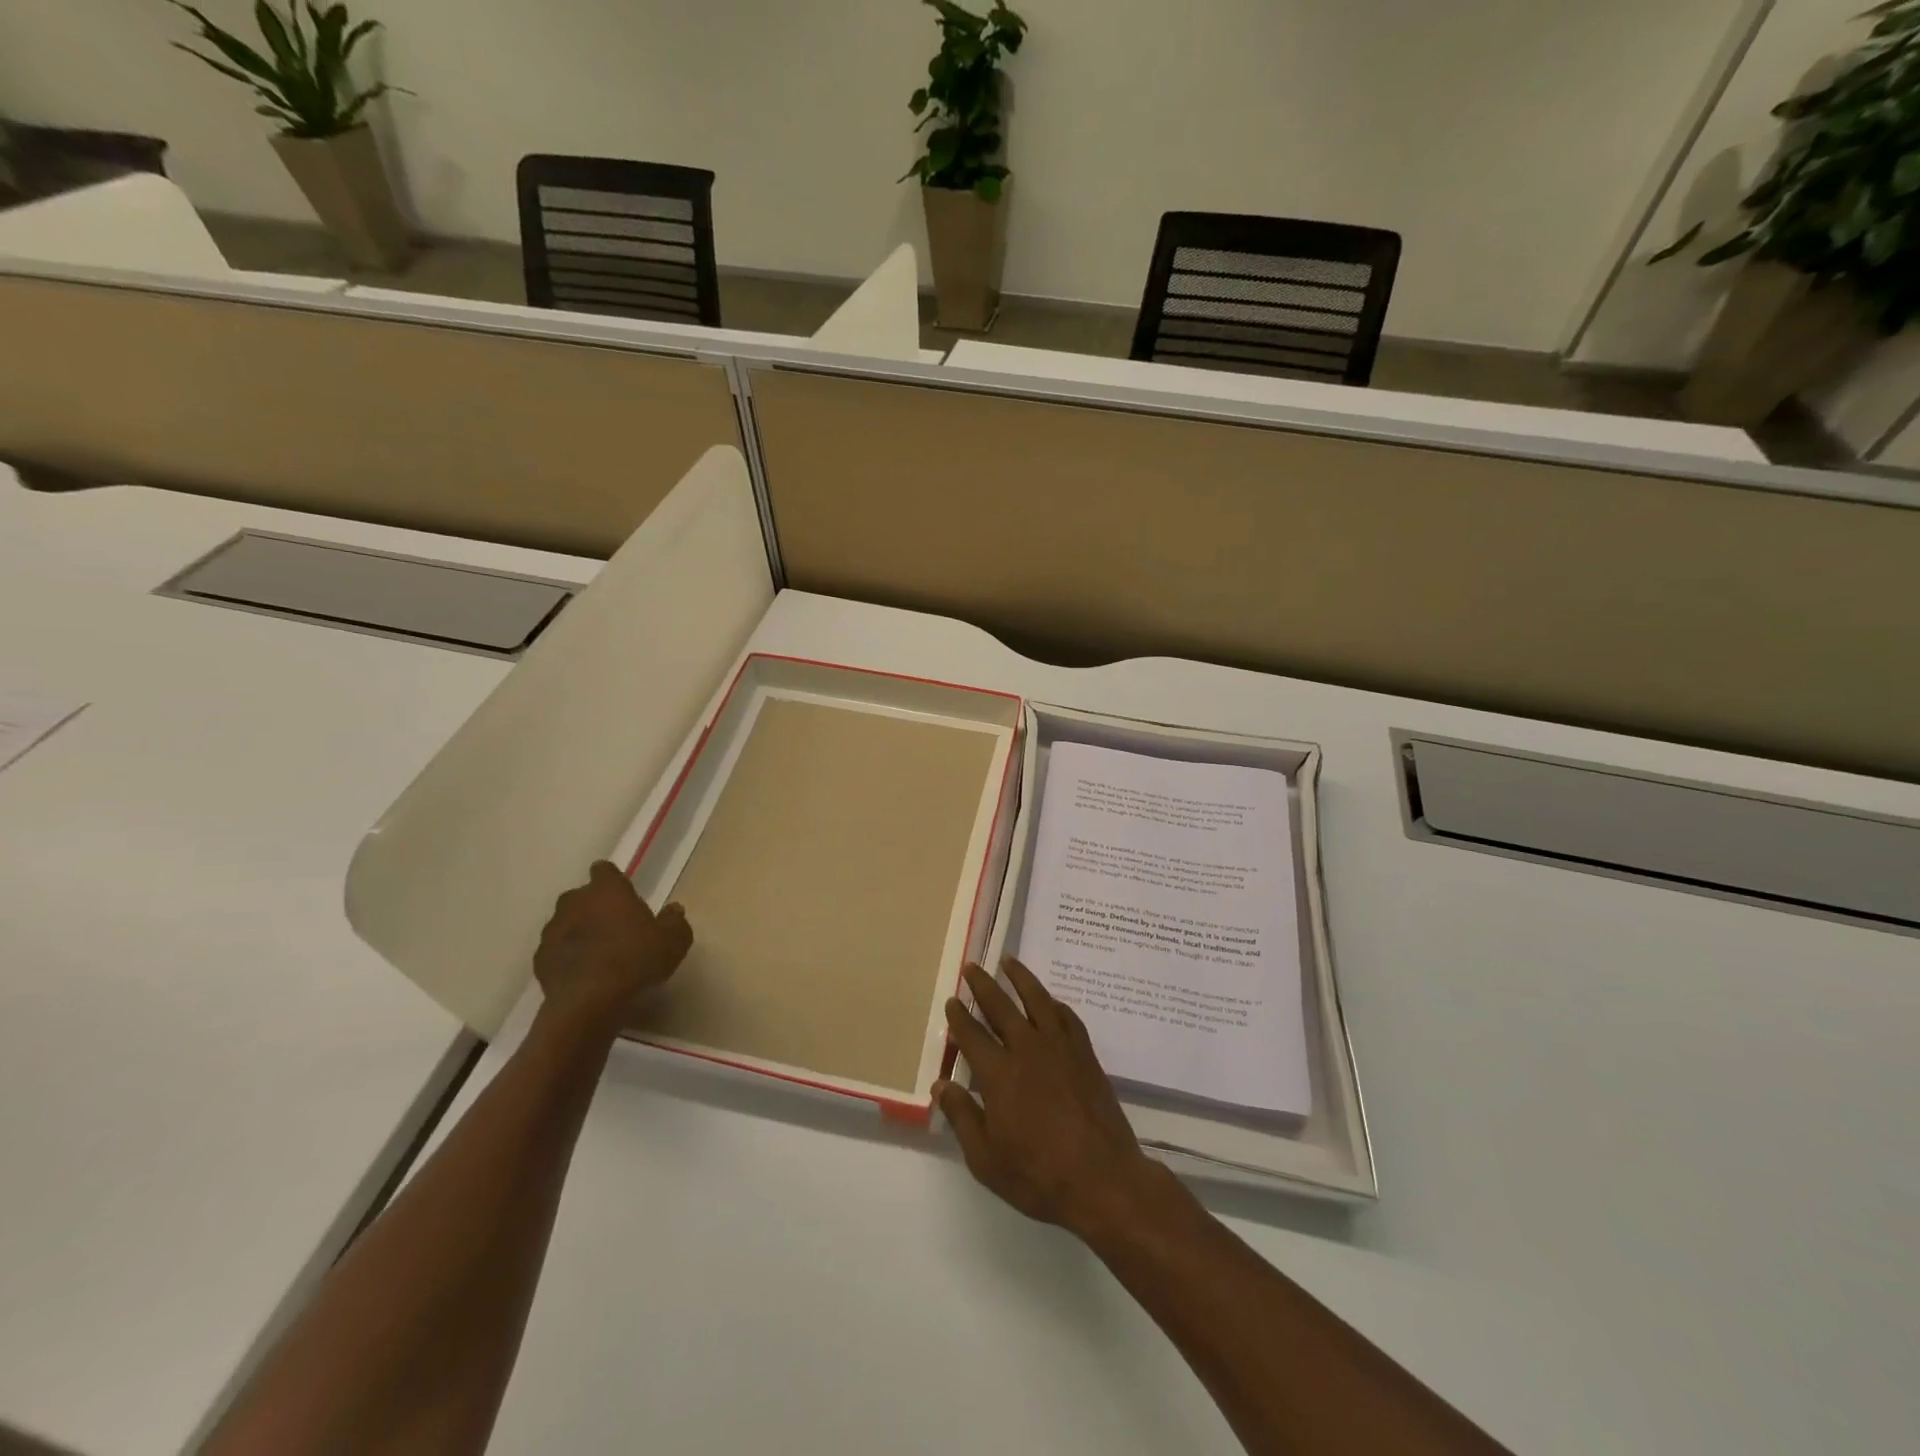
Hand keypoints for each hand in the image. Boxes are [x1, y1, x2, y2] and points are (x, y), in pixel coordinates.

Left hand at [533, 862, 692, 1033]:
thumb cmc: (636, 960)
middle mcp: (575, 902)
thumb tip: (673, 909)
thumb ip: (675, 921)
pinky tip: (582, 974)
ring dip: (578, 932)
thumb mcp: (673, 941)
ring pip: (565, 923)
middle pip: (582, 896)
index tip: (623, 894)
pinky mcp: (539, 959)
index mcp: (607, 890)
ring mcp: (553, 930)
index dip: (613, 880)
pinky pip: (555, 951)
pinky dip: (566, 957)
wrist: (589, 1001)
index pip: (604, 870)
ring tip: (597, 953)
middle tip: (614, 926)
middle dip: (594, 907)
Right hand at [937, 958, 1163, 1240]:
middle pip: (1001, 1006)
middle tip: (972, 967)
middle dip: (983, 985)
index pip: (972, 1035)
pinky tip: (1049, 1001)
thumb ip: (962, 1117)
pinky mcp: (1085, 1054)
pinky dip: (1054, 1004)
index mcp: (999, 1074)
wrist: (1103, 1180)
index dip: (959, 1016)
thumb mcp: (986, 1160)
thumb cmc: (1038, 1176)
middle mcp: (1027, 1049)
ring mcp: (1060, 1048)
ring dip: (1020, 978)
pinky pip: (1067, 1017)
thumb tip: (942, 1085)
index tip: (952, 1001)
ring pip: (1037, 1000)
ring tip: (1008, 961)